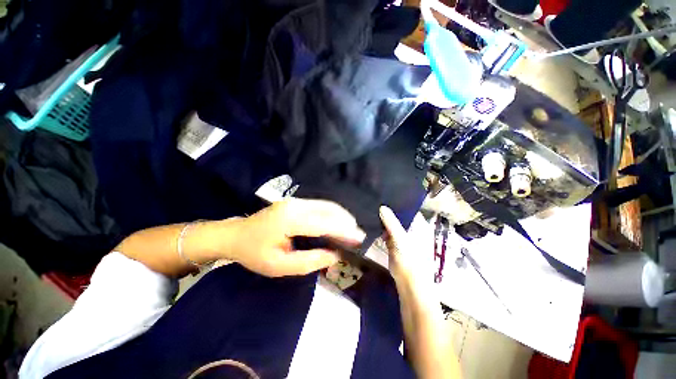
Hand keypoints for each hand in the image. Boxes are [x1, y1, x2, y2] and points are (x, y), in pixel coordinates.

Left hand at [227, 199, 365, 276]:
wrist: (235, 235)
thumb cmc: (254, 253)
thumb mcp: (279, 266)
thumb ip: (310, 261)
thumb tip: (335, 255)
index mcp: (289, 220)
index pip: (324, 223)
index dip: (344, 230)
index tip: (360, 238)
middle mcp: (295, 205)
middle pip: (329, 209)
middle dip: (347, 222)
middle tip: (358, 237)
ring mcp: (296, 200)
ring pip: (327, 205)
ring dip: (342, 217)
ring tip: (351, 232)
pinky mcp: (297, 201)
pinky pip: (321, 205)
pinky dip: (333, 214)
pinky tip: (338, 224)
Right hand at [379, 206, 434, 290]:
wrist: (408, 284)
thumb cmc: (410, 260)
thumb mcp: (400, 239)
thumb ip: (391, 223)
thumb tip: (382, 207)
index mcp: (418, 226)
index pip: (408, 210)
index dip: (398, 203)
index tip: (385, 196)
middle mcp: (411, 229)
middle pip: (399, 217)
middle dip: (388, 211)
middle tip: (375, 201)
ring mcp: (402, 237)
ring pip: (392, 224)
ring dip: (383, 220)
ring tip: (372, 209)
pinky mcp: (394, 244)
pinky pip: (387, 233)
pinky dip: (381, 229)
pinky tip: (372, 223)